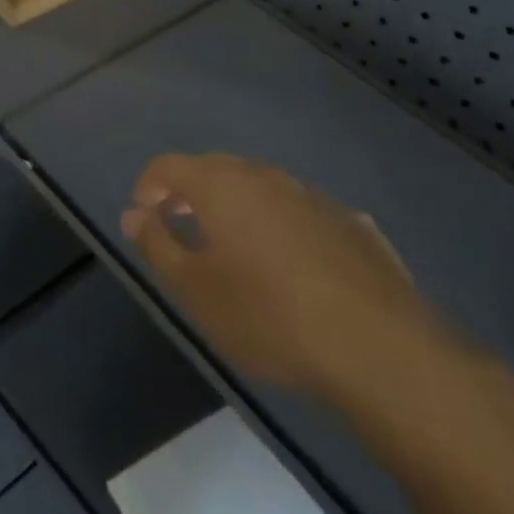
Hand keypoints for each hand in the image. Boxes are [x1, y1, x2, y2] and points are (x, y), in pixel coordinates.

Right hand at [121, 153, 448, 400]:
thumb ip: (157, 244)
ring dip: (239, 205)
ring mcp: (313, 197)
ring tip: (235, 244)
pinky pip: (302, 212)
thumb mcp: (196, 289)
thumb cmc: (268, 316)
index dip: (149, 184)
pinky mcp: (353, 224)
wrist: (379, 348)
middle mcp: (265, 176)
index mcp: (221, 185)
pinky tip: (292, 260)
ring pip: (262, 187)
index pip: (169, 165)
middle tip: (181, 223)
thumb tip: (134, 213)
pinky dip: (283, 224)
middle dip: (191, 190)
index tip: (143, 212)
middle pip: (215, 169)